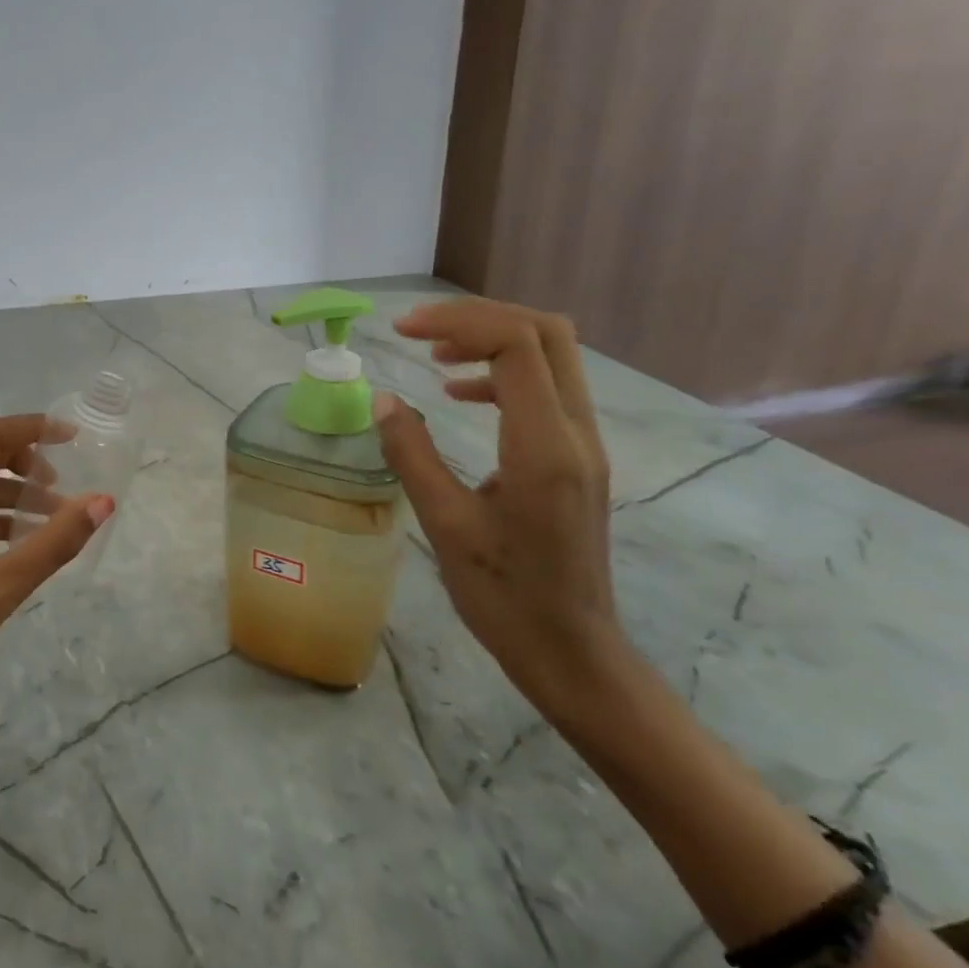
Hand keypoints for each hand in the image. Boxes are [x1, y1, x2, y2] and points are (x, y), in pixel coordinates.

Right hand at [371, 299, 623, 714]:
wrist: (571, 650)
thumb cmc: (503, 596)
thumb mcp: (445, 525)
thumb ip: (412, 455)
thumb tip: (384, 400)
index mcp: (543, 447)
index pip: (516, 345)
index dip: (459, 321)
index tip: (403, 331)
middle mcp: (575, 433)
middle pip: (545, 333)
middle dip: (478, 318)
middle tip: (418, 331)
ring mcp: (584, 444)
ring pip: (551, 356)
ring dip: (492, 340)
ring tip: (433, 354)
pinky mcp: (578, 458)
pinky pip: (546, 389)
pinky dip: (501, 373)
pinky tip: (459, 396)